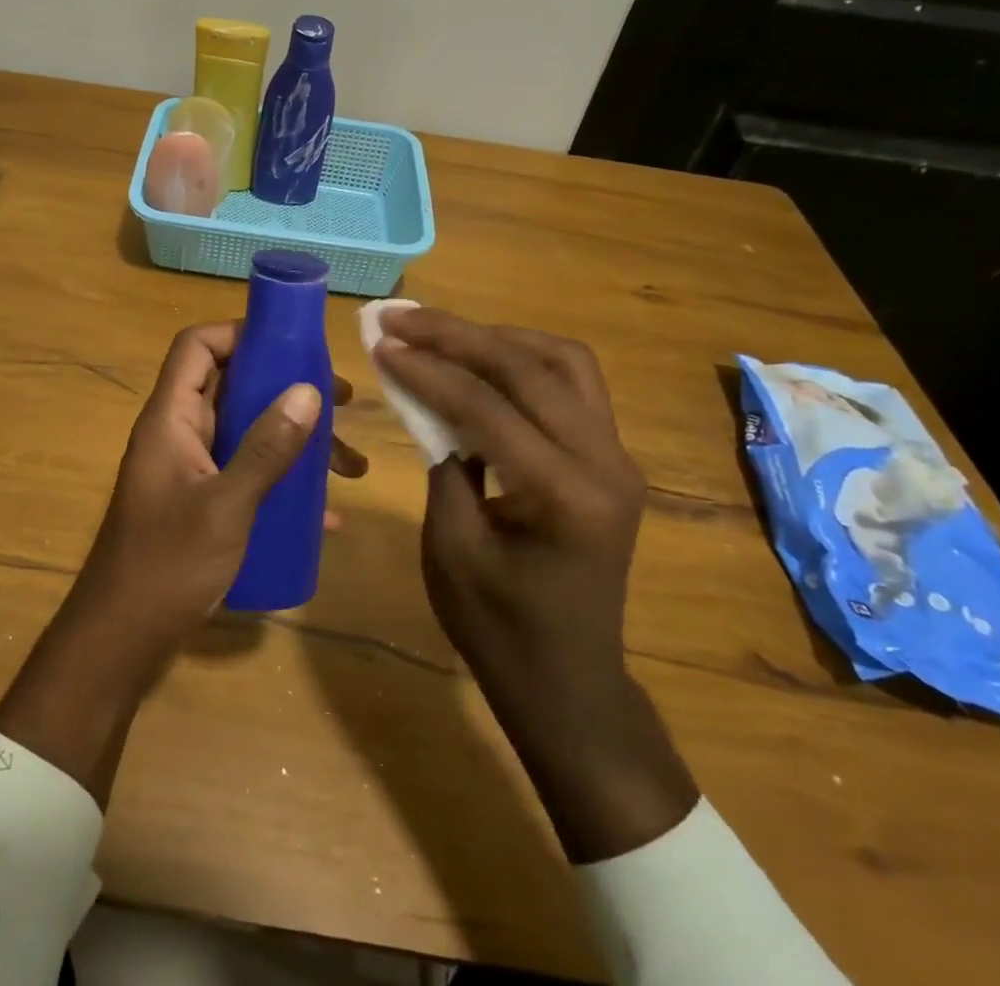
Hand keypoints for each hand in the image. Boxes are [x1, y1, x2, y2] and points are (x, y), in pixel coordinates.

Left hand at [0, 322, 365, 805]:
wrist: (120, 642)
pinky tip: (325, 515)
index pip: (197, 346)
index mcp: (171, 418)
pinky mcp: (201, 503)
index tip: (293, 346)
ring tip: (350, 466)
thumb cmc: (166, 566)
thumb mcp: (226, 506)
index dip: (240, 334)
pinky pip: (247, 474)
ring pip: (246, 433)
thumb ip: (267, 449)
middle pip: (232, 387)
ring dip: (294, 441)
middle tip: (340, 403)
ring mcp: (190, 470)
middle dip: (286, 390)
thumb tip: (309, 391)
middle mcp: (178, 434)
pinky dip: (282, 482)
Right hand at [375, 307, 696, 861]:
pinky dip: (525, 359)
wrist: (567, 681)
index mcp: (565, 497)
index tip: (381, 342)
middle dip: (458, 335)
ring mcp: (618, 457)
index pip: (487, 407)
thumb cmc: (497, 627)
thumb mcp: (450, 545)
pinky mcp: (611, 457)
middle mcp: (606, 464)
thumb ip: (440, 458)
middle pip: (530, 369)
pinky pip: (574, 384)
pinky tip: (483, 359)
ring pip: (564, 361)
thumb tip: (417, 391)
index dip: (427, 369)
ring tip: (442, 331)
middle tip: (403, 317)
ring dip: (499, 337)